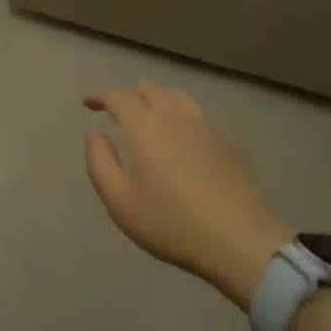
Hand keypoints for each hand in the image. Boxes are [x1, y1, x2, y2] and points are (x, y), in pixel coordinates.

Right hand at [83, 82, 293, 308]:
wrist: (242, 242)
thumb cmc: (172, 224)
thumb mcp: (120, 202)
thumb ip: (100, 162)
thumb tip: (94, 133)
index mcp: (144, 127)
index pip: (119, 95)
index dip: (100, 96)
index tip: (89, 104)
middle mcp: (175, 116)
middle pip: (149, 88)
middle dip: (129, 95)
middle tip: (117, 113)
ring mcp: (207, 126)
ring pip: (177, 96)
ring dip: (157, 99)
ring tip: (150, 118)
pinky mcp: (231, 141)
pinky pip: (201, 115)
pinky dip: (184, 116)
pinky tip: (185, 137)